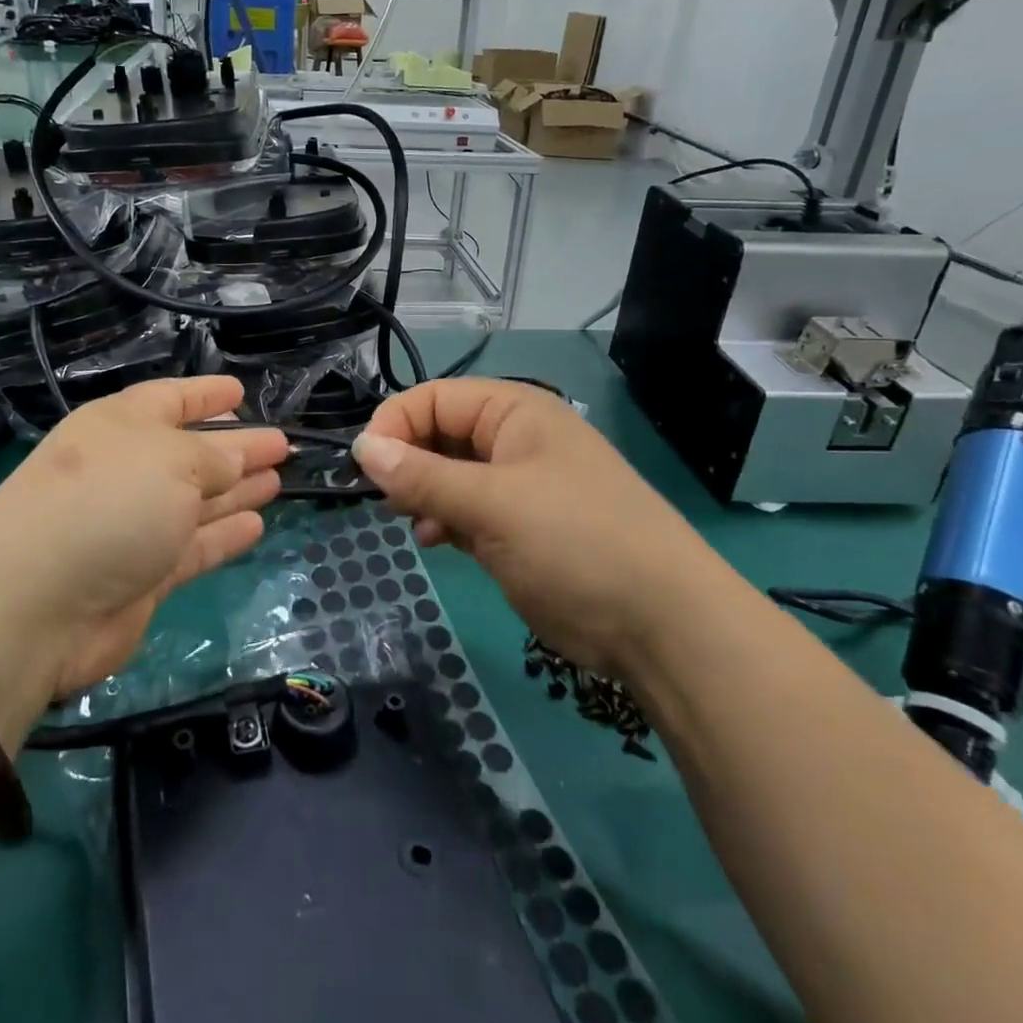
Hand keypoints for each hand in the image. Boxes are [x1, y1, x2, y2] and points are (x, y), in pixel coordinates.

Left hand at [0, 378, 287, 717]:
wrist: (35, 606)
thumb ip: (214, 457)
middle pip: (192, 452)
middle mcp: (127, 470)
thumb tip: (238, 459)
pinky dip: (225, 535)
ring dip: (238, 489)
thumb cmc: (107, 504)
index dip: (207, 393)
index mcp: (121, 426)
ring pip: (198, 500)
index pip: (171, 399)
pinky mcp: (144, 574)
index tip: (242, 391)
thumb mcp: (170, 461)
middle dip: (238, 446)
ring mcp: (134, 525)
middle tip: (282, 444)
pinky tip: (258, 523)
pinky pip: (195, 546)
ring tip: (278, 479)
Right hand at [351, 378, 727, 675]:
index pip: (435, 397)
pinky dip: (444, 520)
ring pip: (449, 473)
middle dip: (407, 461)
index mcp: (515, 412)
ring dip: (423, 493)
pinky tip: (436, 541)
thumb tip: (362, 448)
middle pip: (440, 433)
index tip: (365, 465)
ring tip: (410, 520)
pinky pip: (466, 508)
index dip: (395, 423)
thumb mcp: (492, 503)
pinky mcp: (519, 528)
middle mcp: (515, 440)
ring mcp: (518, 485)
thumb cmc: (574, 542)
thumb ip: (422, 475)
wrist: (661, 625)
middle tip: (388, 499)